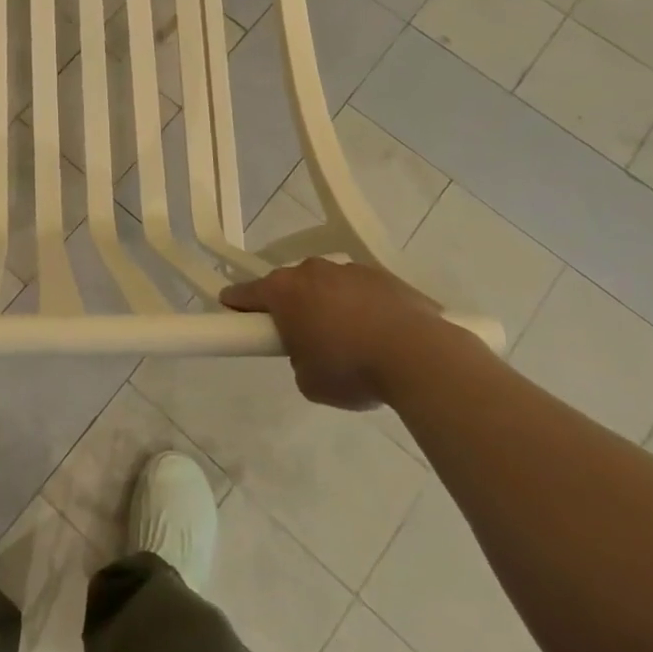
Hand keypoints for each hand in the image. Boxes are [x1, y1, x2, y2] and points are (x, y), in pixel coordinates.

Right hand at [221, 259, 446, 409]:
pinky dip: (364, 308)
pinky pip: (363, 292)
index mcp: (283, 291)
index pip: (245, 293)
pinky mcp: (385, 276)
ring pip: (328, 286)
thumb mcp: (308, 381)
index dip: (236, 304)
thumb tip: (310, 353)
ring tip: (352, 342)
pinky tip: (381, 337)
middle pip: (290, 286)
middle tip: (302, 340)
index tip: (232, 313)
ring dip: (330, 306)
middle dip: (291, 308)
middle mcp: (312, 271)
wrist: (420, 357)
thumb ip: (297, 360)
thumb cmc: (351, 369)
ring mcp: (350, 270)